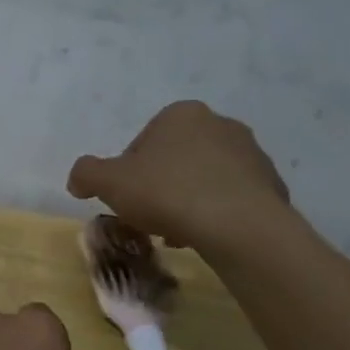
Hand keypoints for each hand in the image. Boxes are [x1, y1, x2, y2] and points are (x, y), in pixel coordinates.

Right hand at [67, 101, 291, 254]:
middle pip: (175, 160)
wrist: (238, 225)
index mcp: (180, 114)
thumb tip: (78, 179)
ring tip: (178, 233)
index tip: (128, 200)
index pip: (142, 143)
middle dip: (160, 188)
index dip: (129, 174)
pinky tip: (206, 236)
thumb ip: (86, 173)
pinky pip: (232, 199)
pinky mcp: (271, 184)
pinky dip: (216, 214)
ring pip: (204, 180)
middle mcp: (219, 124)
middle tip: (150, 218)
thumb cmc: (167, 193)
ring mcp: (251, 153)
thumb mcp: (109, 182)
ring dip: (187, 202)